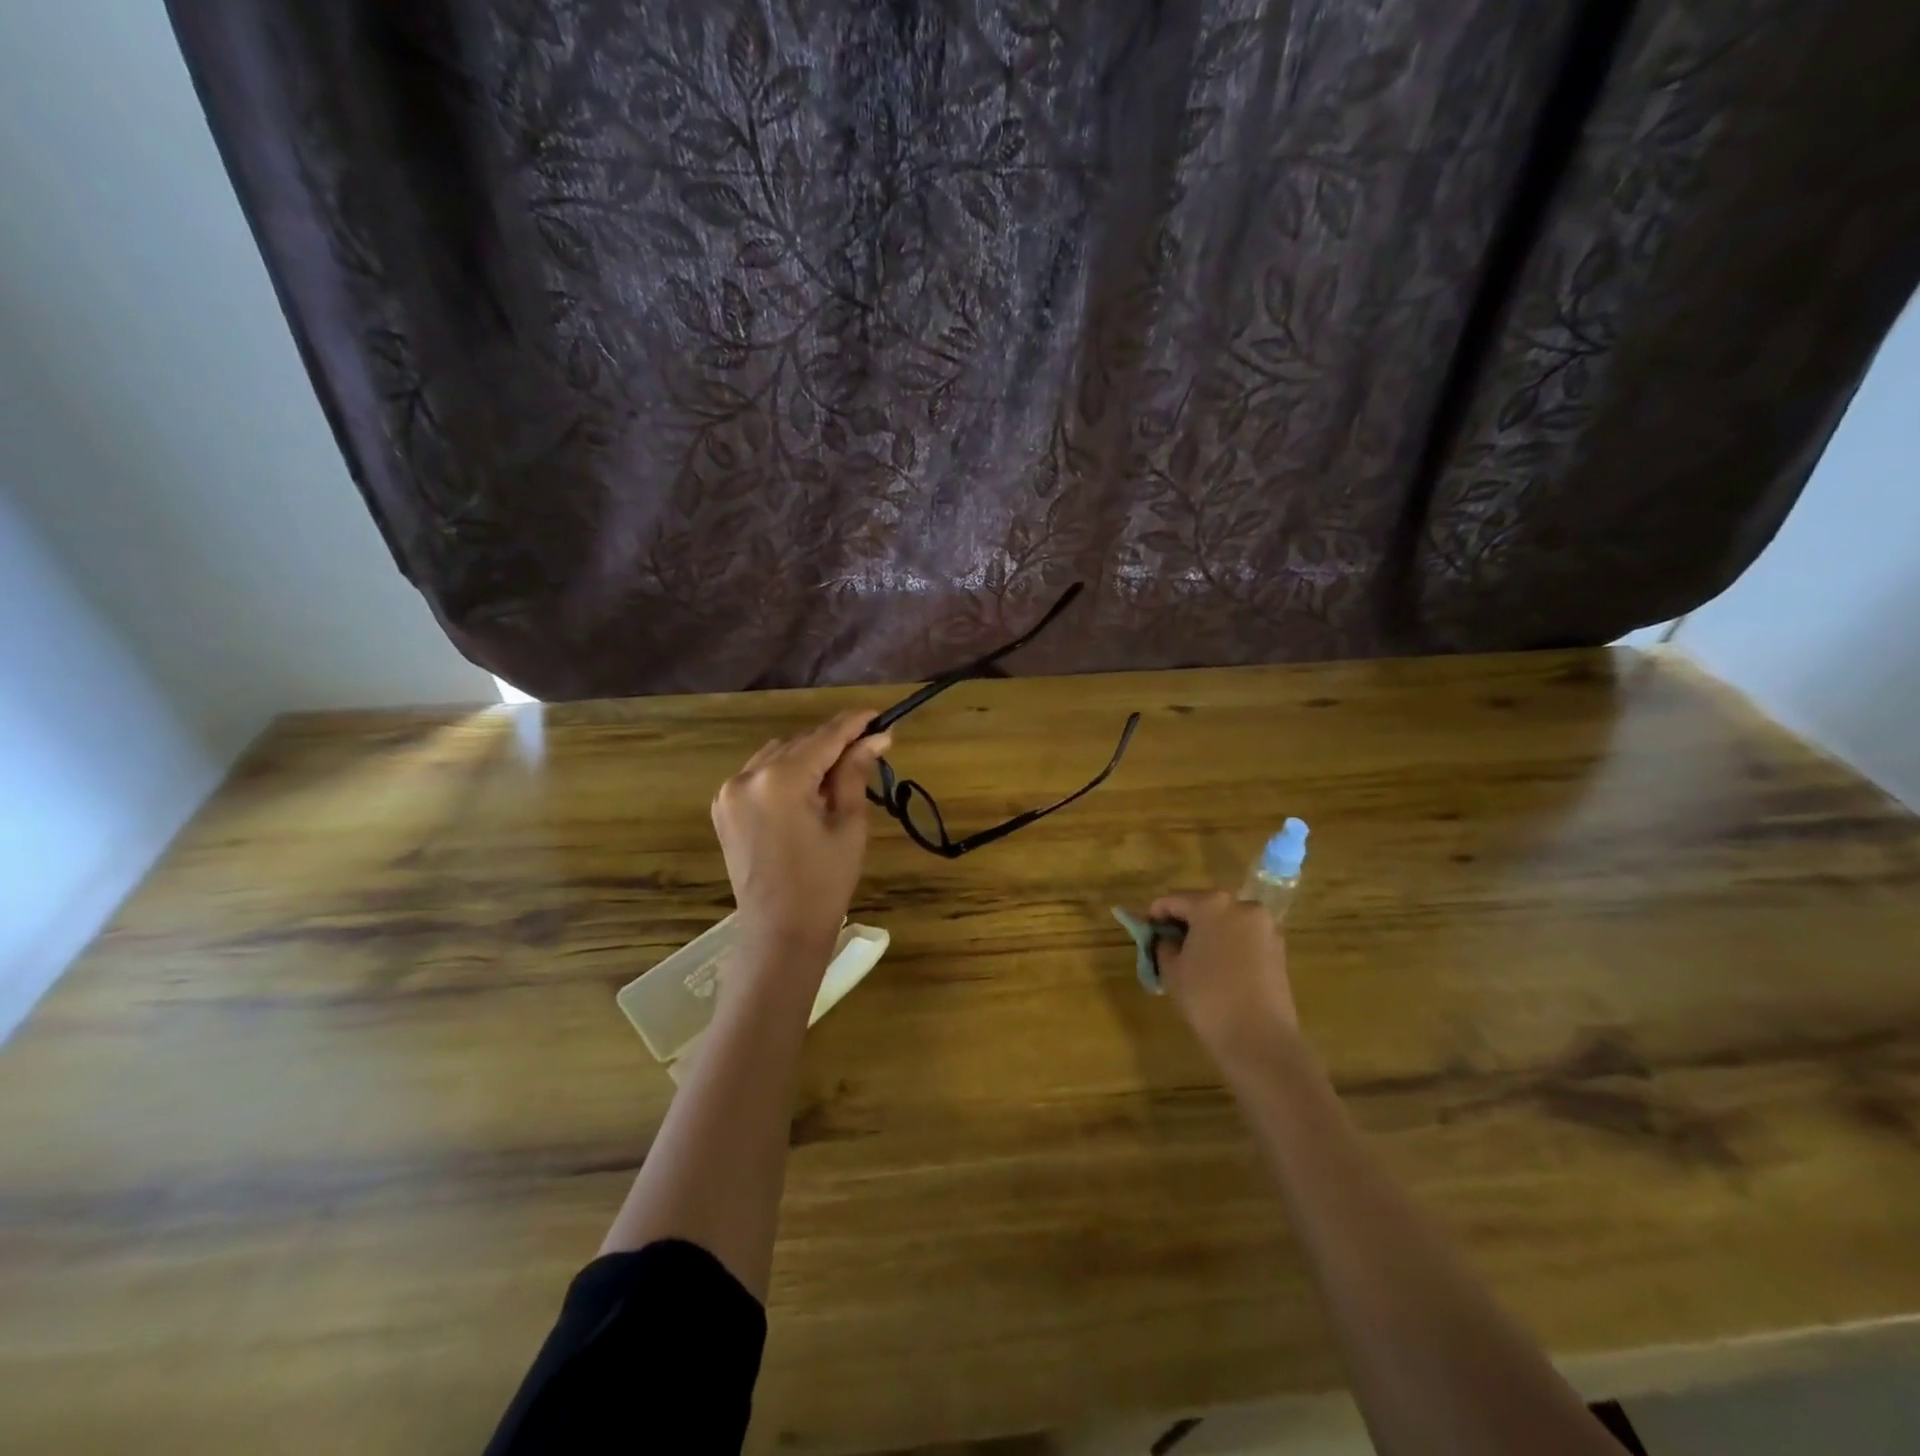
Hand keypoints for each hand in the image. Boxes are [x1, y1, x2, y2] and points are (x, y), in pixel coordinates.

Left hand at [712, 709, 891, 959]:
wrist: (778, 932)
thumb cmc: (824, 883)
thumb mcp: (849, 824)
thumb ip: (855, 774)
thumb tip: (876, 737)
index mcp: (781, 781)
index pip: (825, 738)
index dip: (854, 724)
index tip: (880, 716)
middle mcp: (748, 776)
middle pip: (800, 743)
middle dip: (834, 742)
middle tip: (869, 746)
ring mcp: (729, 792)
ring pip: (778, 754)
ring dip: (809, 756)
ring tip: (840, 771)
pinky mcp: (723, 807)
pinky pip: (759, 774)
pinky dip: (785, 772)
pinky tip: (807, 788)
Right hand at [1150, 891, 1299, 1065]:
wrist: (1259, 1039)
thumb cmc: (1206, 998)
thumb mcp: (1172, 969)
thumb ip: (1163, 944)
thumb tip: (1166, 938)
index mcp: (1211, 904)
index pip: (1173, 900)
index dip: (1155, 915)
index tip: (1147, 933)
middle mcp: (1242, 906)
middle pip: (1203, 906)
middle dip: (1185, 922)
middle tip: (1169, 946)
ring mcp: (1265, 927)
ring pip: (1226, 922)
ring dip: (1209, 933)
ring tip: (1195, 960)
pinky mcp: (1279, 949)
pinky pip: (1245, 938)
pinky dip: (1229, 946)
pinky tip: (1219, 970)